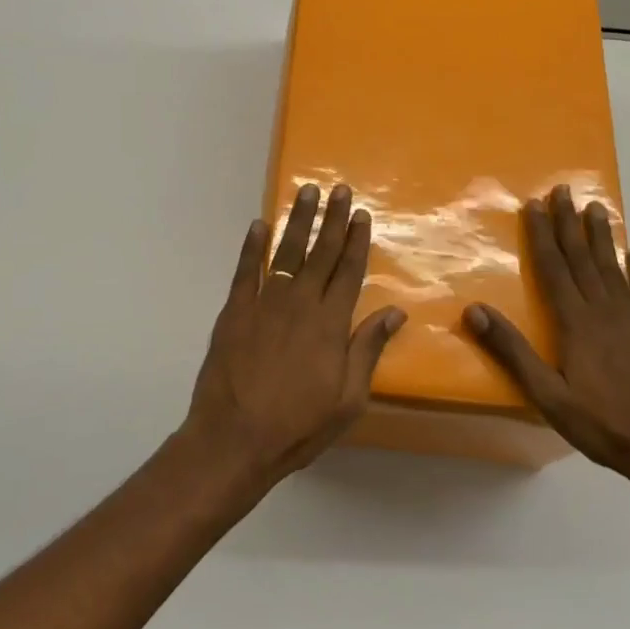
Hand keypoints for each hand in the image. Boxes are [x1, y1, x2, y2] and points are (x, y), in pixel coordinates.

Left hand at [184, 183, 405, 486]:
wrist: (234, 439)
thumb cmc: (298, 425)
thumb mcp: (348, 399)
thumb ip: (368, 349)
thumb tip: (395, 312)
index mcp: (330, 324)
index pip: (348, 271)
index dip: (356, 241)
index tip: (361, 215)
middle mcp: (300, 304)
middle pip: (320, 253)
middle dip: (332, 219)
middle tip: (339, 189)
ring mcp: (264, 303)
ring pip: (286, 253)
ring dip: (297, 221)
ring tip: (306, 193)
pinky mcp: (234, 311)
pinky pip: (245, 270)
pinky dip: (252, 246)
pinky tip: (259, 225)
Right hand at [463, 185, 629, 490]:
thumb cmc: (602, 424)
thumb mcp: (548, 395)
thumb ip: (513, 351)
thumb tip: (475, 310)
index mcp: (576, 323)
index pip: (554, 268)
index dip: (541, 235)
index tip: (534, 204)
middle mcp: (604, 311)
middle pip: (583, 258)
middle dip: (569, 223)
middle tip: (563, 189)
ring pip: (613, 268)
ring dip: (602, 236)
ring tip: (597, 207)